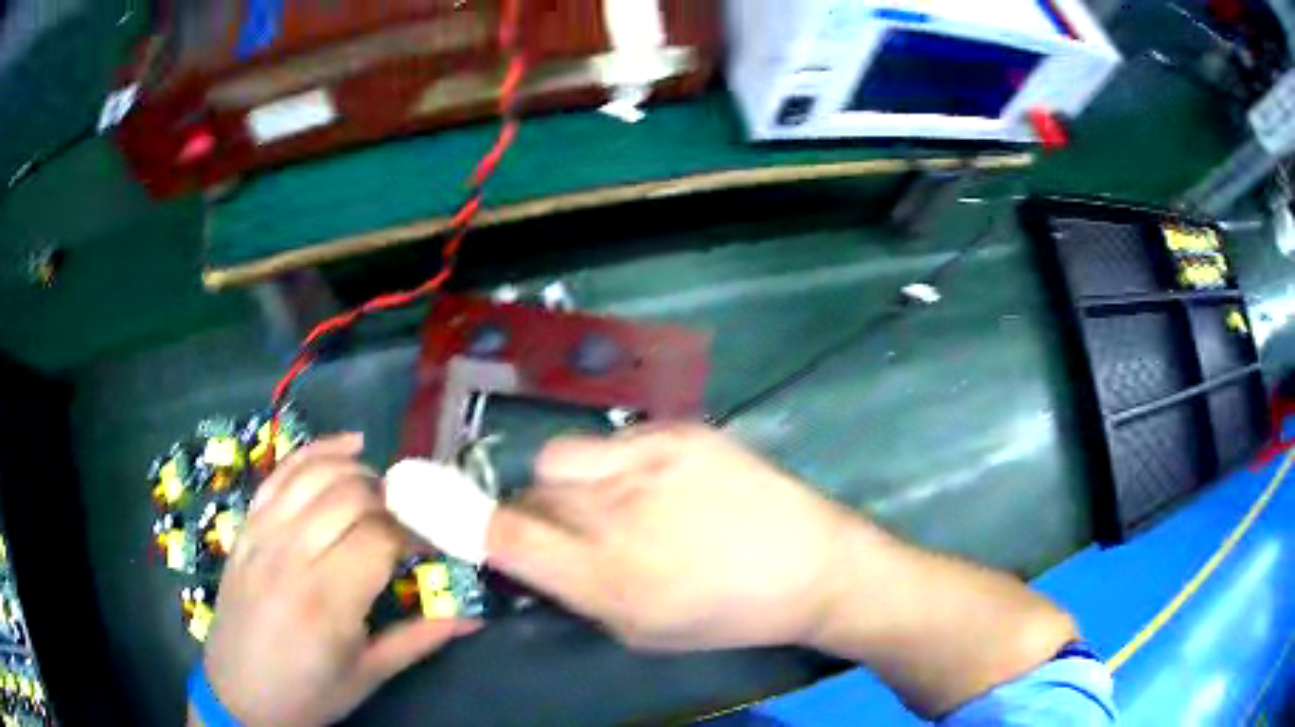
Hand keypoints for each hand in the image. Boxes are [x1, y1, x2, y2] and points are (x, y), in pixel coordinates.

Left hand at [198, 435, 471, 726]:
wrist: (240, 693)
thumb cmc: (309, 692)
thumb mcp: (369, 675)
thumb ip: (421, 638)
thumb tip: (475, 615)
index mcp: (326, 600)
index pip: (381, 537)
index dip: (417, 534)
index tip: (434, 547)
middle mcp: (291, 554)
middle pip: (352, 496)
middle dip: (392, 501)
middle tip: (412, 524)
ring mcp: (263, 533)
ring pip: (318, 474)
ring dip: (359, 472)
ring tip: (384, 491)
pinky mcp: (247, 525)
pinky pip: (281, 472)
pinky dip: (316, 451)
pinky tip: (347, 446)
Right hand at [485, 424, 855, 650]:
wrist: (811, 566)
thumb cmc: (727, 615)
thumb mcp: (642, 632)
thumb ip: (576, 595)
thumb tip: (530, 558)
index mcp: (606, 580)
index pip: (504, 536)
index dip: (462, 520)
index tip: (450, 513)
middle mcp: (616, 517)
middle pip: (528, 496)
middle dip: (533, 518)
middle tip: (571, 532)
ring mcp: (648, 464)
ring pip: (558, 459)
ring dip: (567, 486)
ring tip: (611, 499)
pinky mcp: (679, 431)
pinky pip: (608, 440)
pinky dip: (612, 462)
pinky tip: (654, 480)